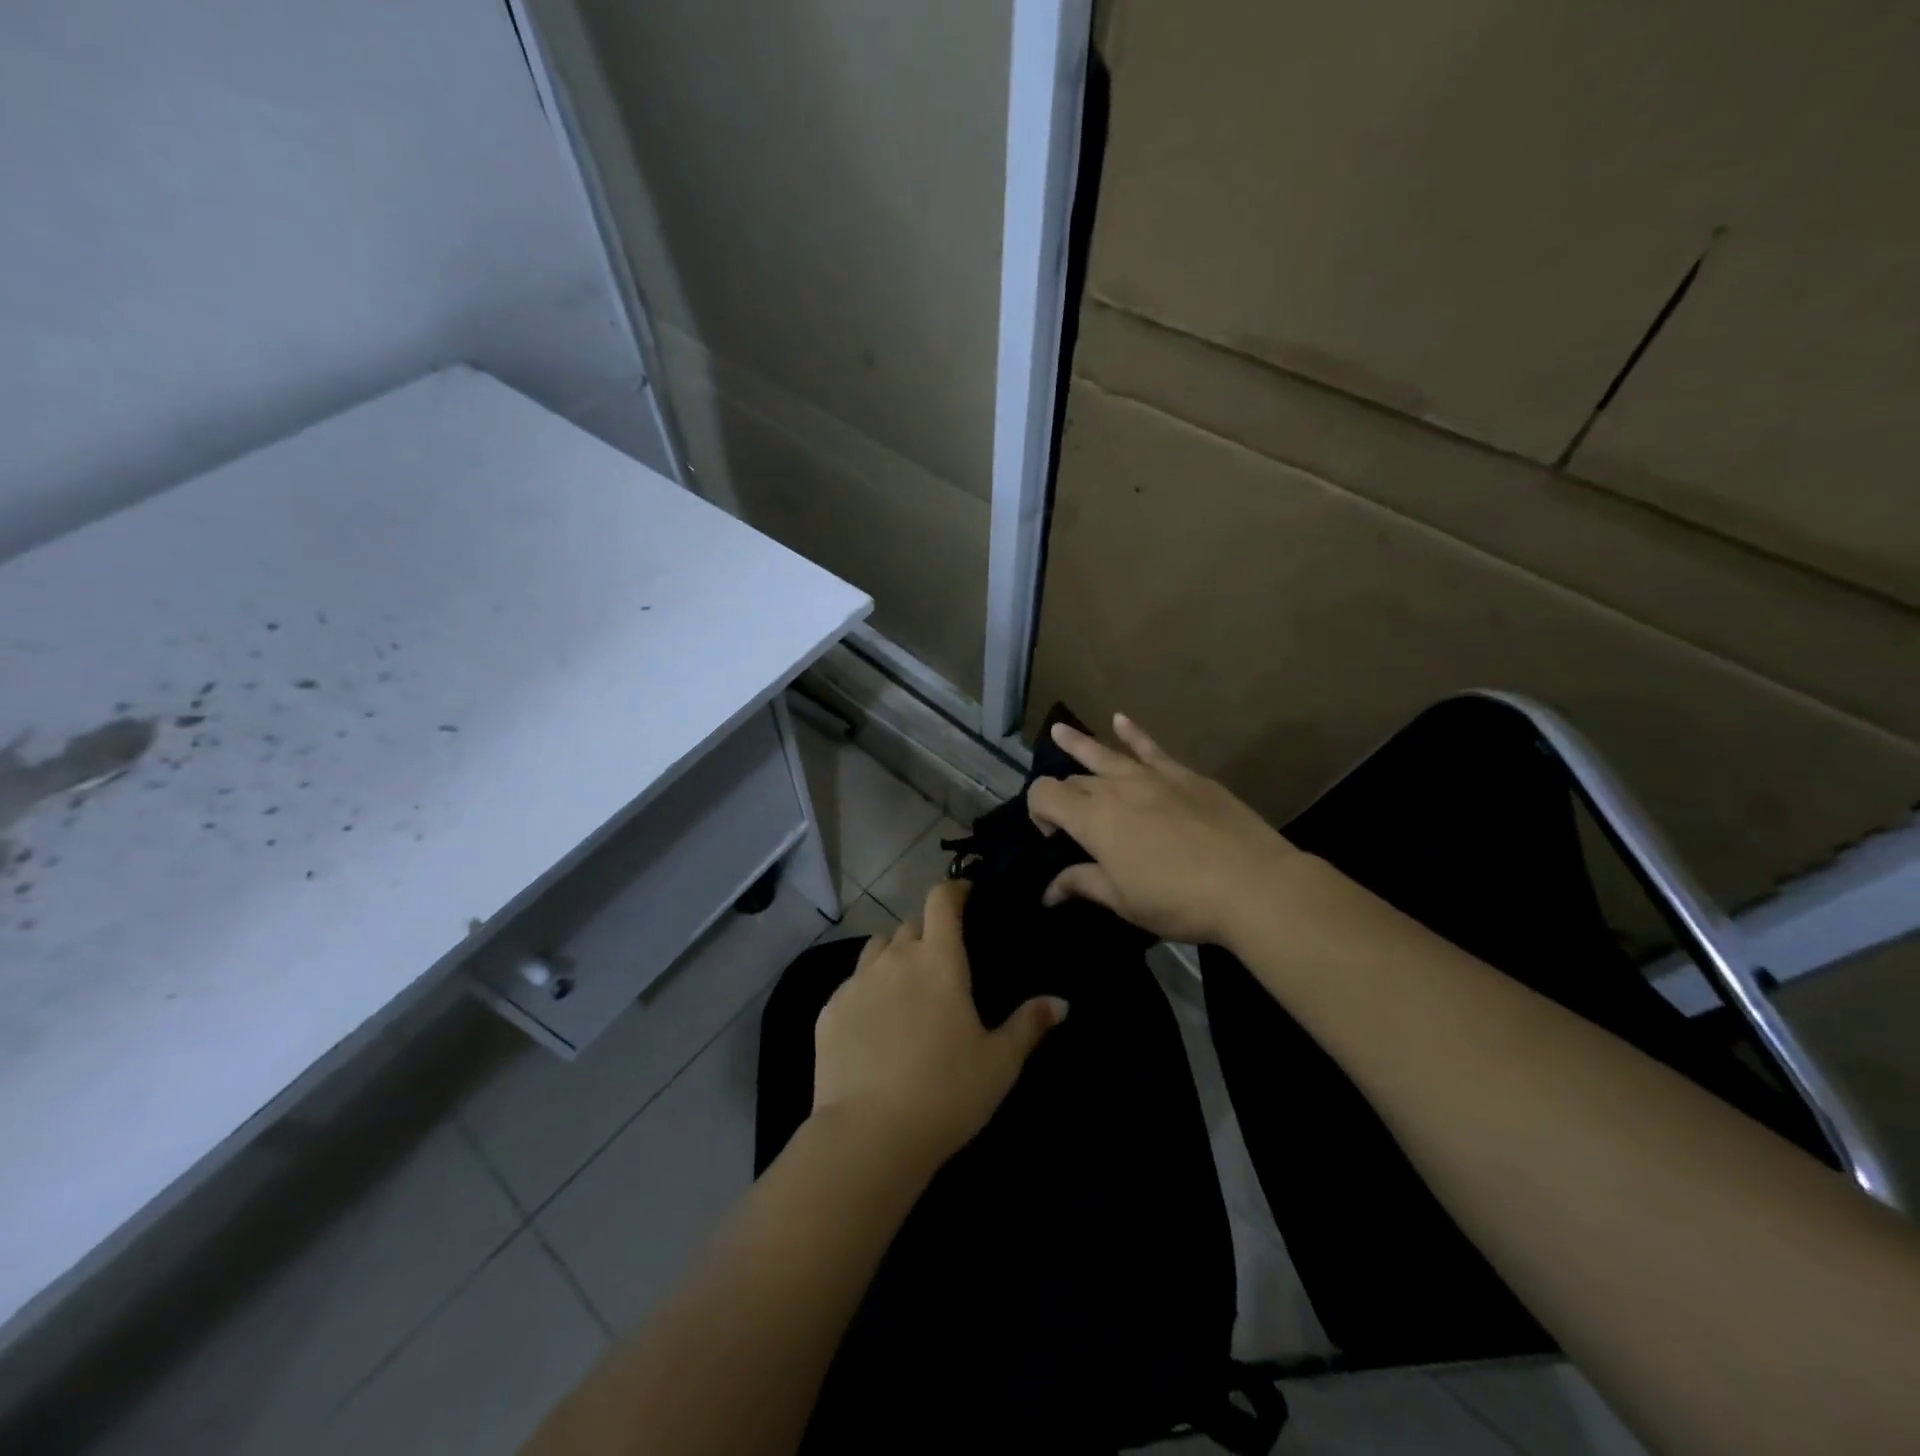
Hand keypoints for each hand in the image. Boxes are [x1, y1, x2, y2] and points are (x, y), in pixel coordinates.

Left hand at [812, 880, 1066, 1172]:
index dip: (954, 889)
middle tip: (941, 957)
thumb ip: (1029, 1025)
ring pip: (877, 949)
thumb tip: (1061, 1002)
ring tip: (905, 983)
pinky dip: (867, 989)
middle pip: (910, 924)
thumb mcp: (999, 1063)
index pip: (942, 901)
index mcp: (938, 960)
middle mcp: (895, 959)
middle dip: (927, 930)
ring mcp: (857, 982)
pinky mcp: (829, 1010)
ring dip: (894, 954)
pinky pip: (851, 984)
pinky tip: (874, 1022)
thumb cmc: (946, 1093)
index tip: (965, 893)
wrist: (869, 1134)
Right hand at [1027, 713, 1303, 945]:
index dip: (1037, 812)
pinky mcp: (1184, 776)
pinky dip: (1132, 733)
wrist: (1252, 883)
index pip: (1044, 794)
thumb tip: (1049, 891)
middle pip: (1075, 780)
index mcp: (1093, 820)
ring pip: (1105, 754)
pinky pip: (1150, 748)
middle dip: (1063, 796)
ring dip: (1078, 743)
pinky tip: (1120, 719)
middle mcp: (1115, 788)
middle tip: (1070, 824)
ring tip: (1059, 730)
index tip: (1053, 840)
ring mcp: (1152, 777)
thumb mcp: (1123, 901)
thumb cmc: (1179, 900)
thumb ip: (1082, 885)